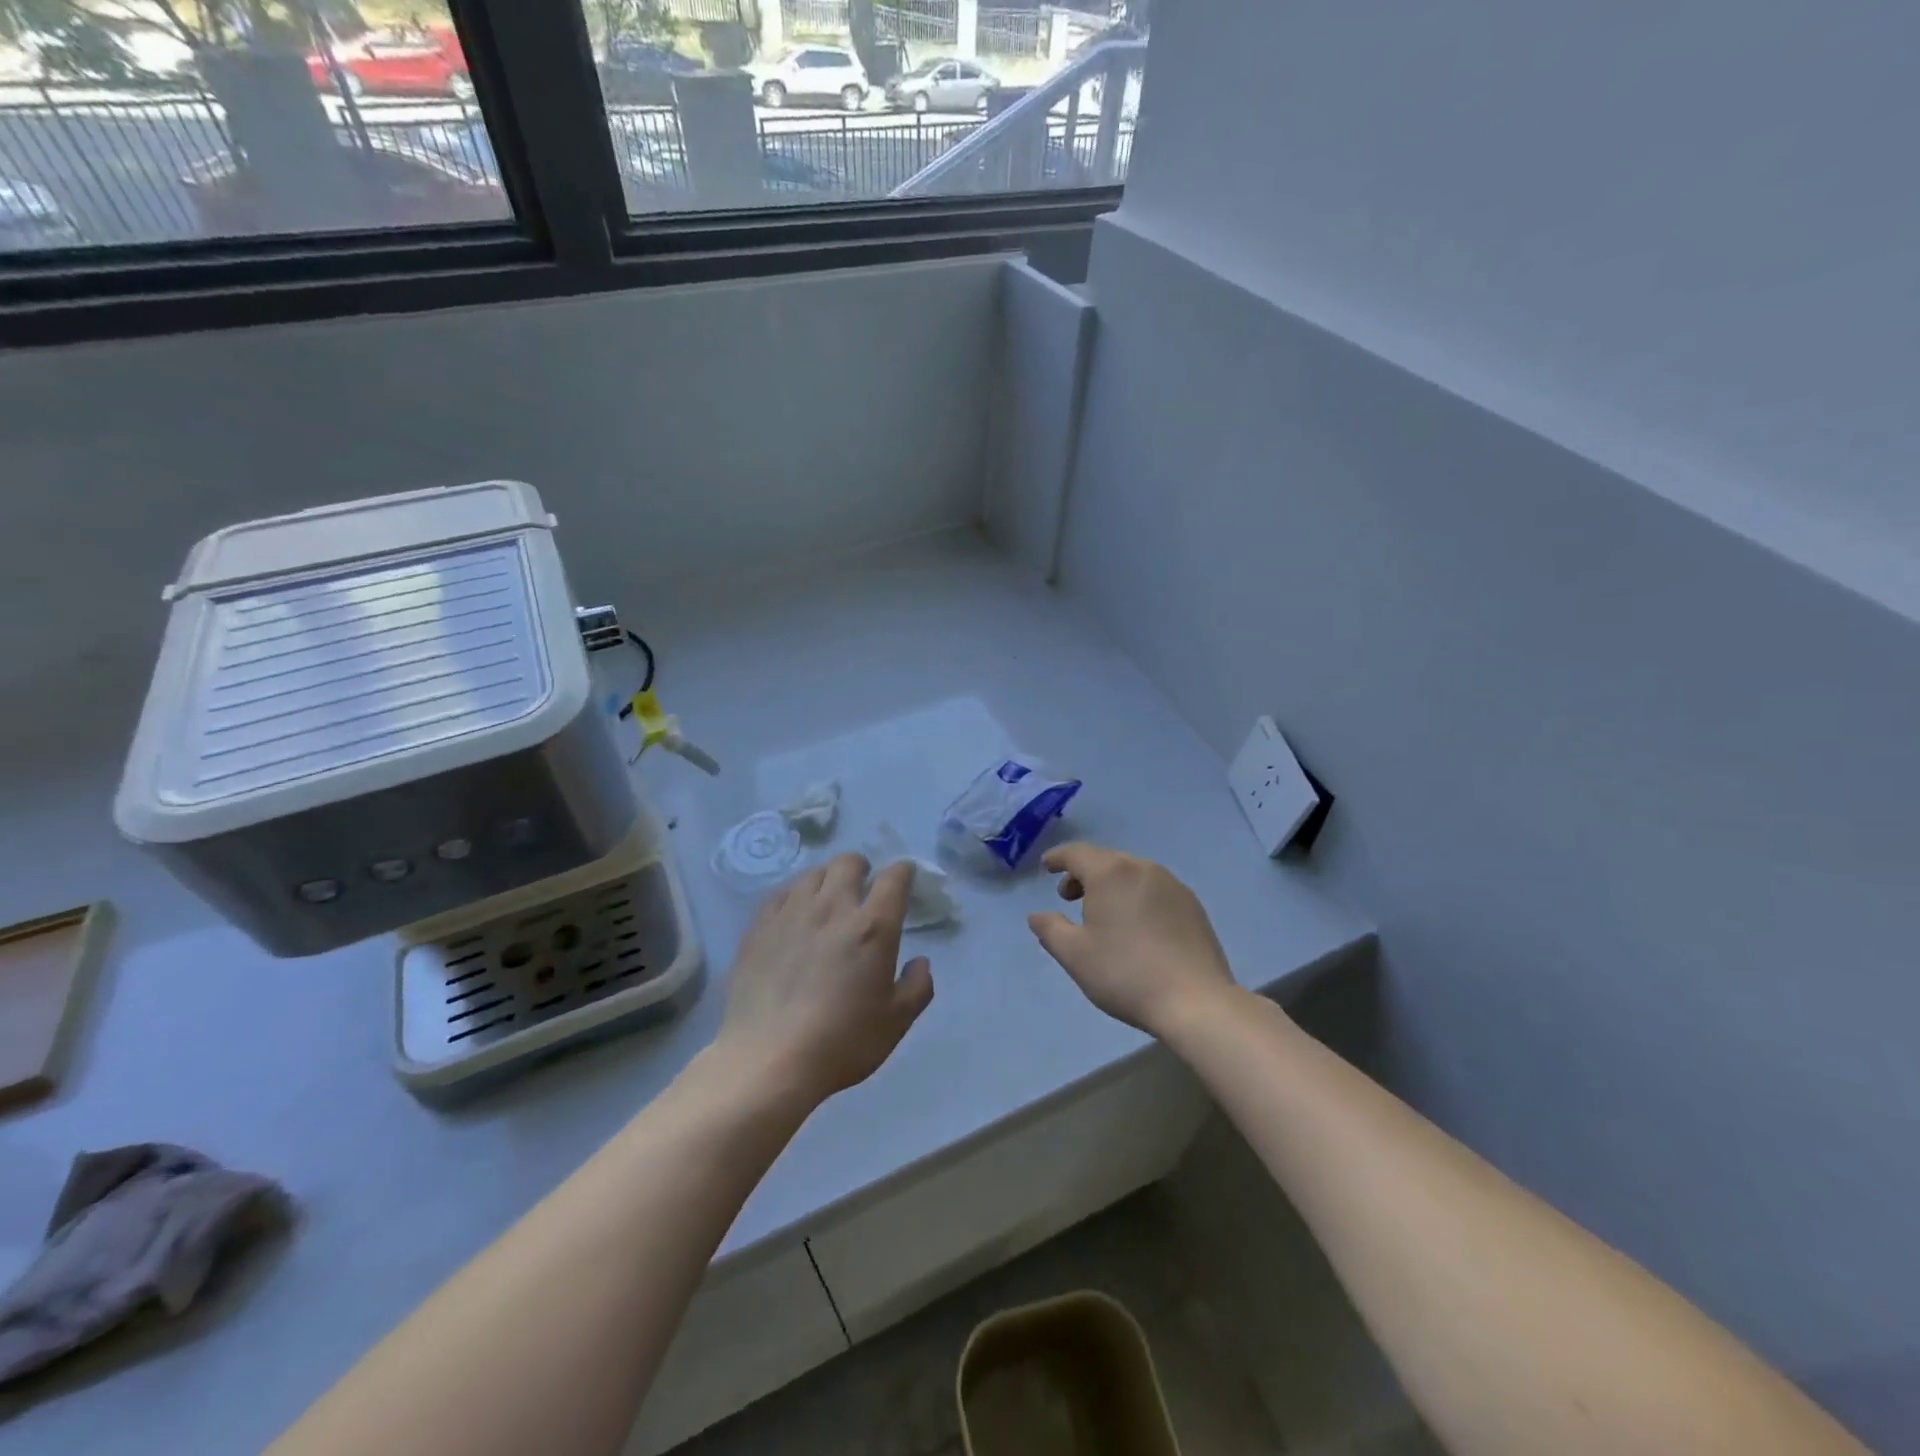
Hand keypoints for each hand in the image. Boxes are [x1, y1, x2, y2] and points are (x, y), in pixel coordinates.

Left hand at [716, 853, 934, 1107]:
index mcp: (873, 927)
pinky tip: (794, 916)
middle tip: (863, 890)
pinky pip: (781, 893)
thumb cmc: (841, 1042)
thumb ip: (917, 986)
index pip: (894, 878)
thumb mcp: (896, 1022)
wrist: (767, 1060)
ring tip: (827, 901)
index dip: (903, 871)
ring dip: (828, 880)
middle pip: (848, 862)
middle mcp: (833, 908)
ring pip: (813, 874)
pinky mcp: (759, 926)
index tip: (904, 878)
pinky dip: (795, 896)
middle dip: (862, 869)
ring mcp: (791, 913)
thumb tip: (920, 962)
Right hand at [1028, 842, 1236, 1034]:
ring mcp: (1173, 885)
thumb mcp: (1074, 955)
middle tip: (1069, 898)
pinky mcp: (1193, 905)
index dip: (1058, 858)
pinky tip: (1136, 927)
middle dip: (1083, 874)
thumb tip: (1037, 915)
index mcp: (1111, 873)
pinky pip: (1154, 889)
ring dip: (1111, 885)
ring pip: (1132, 874)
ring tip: (1103, 914)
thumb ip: (1050, 929)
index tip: (1047, 867)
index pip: (1077, 853)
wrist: (1195, 1001)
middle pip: (1106, 860)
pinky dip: (1136, 897)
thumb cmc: (1125, 973)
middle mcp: (1143, 868)